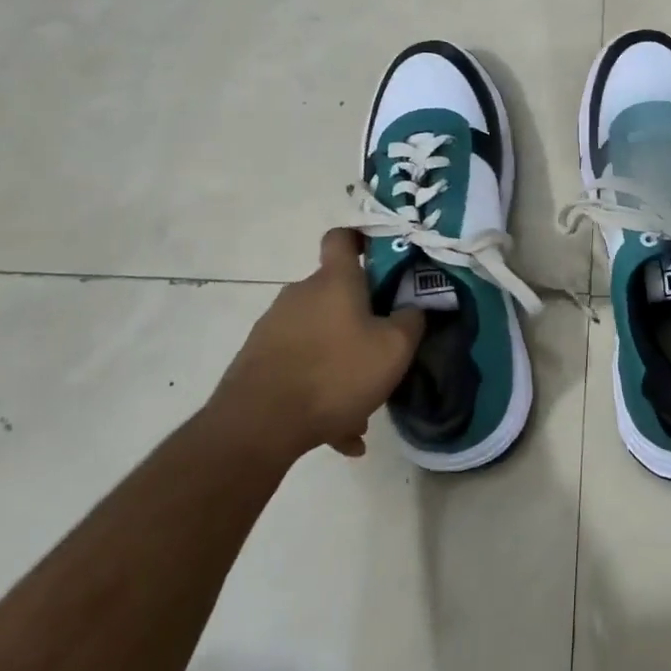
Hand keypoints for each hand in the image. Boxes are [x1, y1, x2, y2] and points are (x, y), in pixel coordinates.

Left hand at [211, 229, 423, 463]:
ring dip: (341, 363)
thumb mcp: (394, 349)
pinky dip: (319, 391)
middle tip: (382, 353)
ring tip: (360, 407)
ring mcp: (274, 327)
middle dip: (361, 321)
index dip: (362, 240)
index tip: (380, 258)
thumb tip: (413, 308)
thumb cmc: (335, 373)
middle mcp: (300, 294)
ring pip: (320, 337)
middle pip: (336, 294)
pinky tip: (338, 432)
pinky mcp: (257, 360)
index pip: (342, 238)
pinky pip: (300, 368)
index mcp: (334, 281)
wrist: (258, 425)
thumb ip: (412, 321)